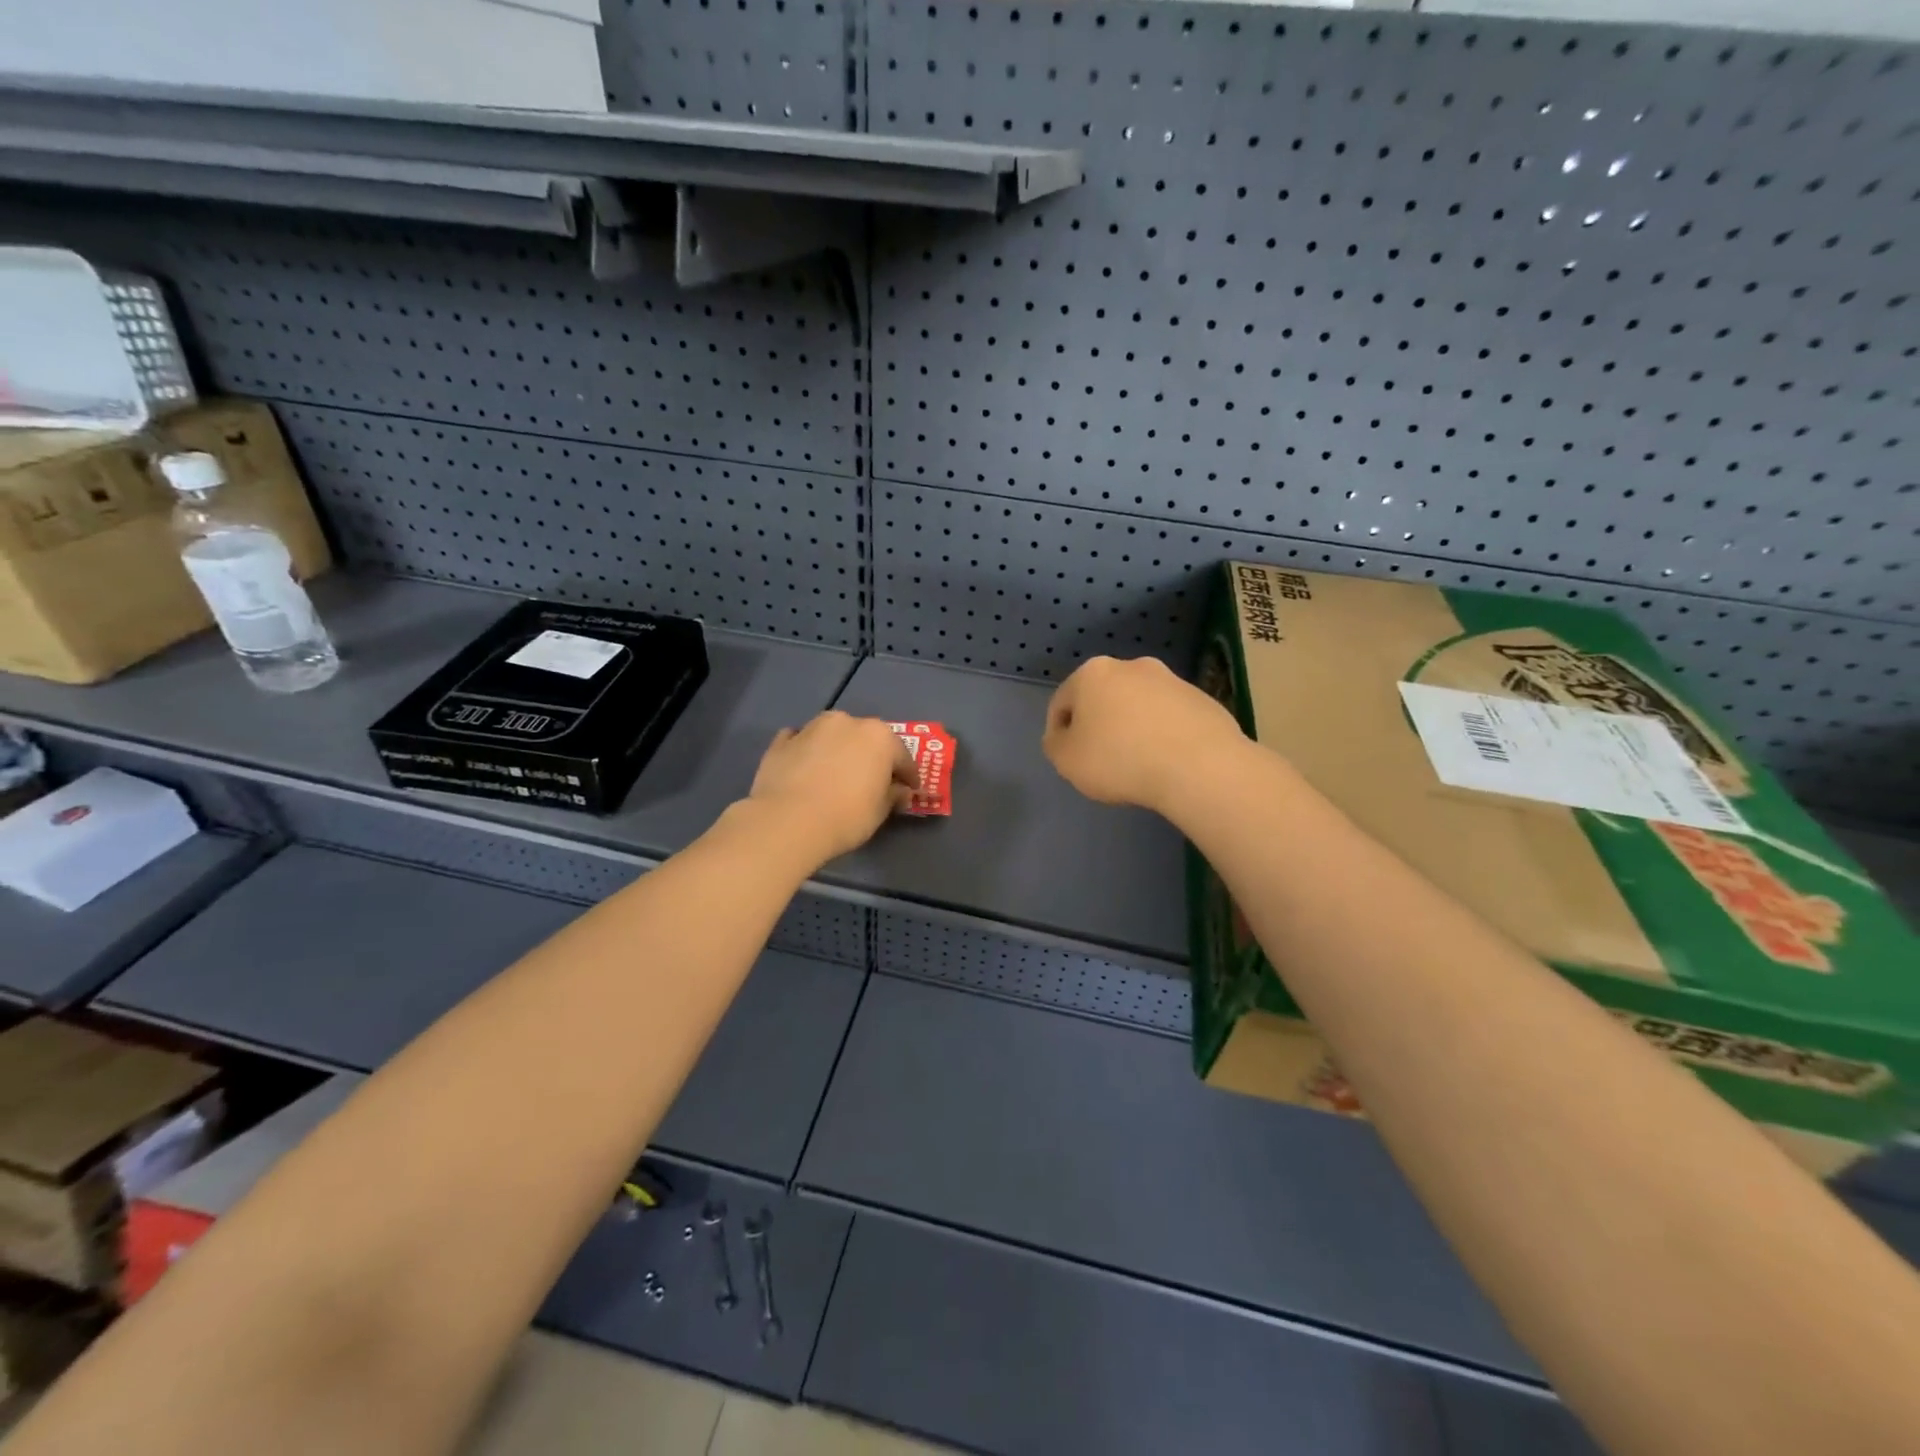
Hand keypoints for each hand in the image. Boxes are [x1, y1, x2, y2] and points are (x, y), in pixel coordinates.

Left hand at [745, 712, 918, 868]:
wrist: (787, 821)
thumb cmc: (846, 816)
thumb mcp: (880, 812)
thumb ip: (893, 796)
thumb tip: (899, 791)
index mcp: (878, 736)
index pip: (902, 756)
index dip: (908, 775)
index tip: (909, 790)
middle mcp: (846, 722)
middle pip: (866, 739)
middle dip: (872, 757)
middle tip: (872, 781)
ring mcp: (811, 728)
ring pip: (833, 735)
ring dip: (838, 750)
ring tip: (836, 774)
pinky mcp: (782, 741)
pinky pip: (801, 742)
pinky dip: (807, 751)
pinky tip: (805, 768)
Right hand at [1042, 656, 1246, 814]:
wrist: (1199, 766)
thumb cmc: (1119, 760)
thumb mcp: (1066, 760)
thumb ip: (1055, 744)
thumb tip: (1064, 736)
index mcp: (1093, 673)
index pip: (1062, 702)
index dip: (1059, 732)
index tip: (1068, 759)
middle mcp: (1132, 666)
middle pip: (1103, 698)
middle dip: (1099, 724)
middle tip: (1101, 760)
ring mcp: (1172, 680)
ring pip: (1139, 706)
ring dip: (1132, 727)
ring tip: (1137, 764)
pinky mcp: (1202, 699)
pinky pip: (1170, 718)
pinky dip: (1162, 734)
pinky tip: (1166, 762)